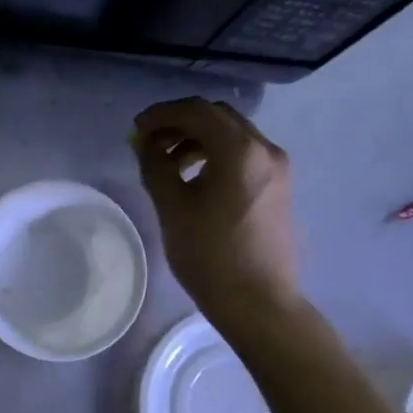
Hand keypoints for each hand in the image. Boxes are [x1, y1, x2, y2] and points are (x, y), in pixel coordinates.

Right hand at [130, 98, 300, 332]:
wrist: (258, 302)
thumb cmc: (210, 255)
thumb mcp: (172, 207)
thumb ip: (154, 165)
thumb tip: (143, 141)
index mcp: (239, 150)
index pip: (195, 111)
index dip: (161, 114)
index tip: (136, 130)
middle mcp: (264, 149)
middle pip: (216, 116)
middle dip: (179, 122)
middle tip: (148, 143)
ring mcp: (276, 167)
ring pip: (231, 133)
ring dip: (196, 138)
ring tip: (167, 163)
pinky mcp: (277, 185)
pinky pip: (243, 153)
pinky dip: (215, 153)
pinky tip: (194, 177)